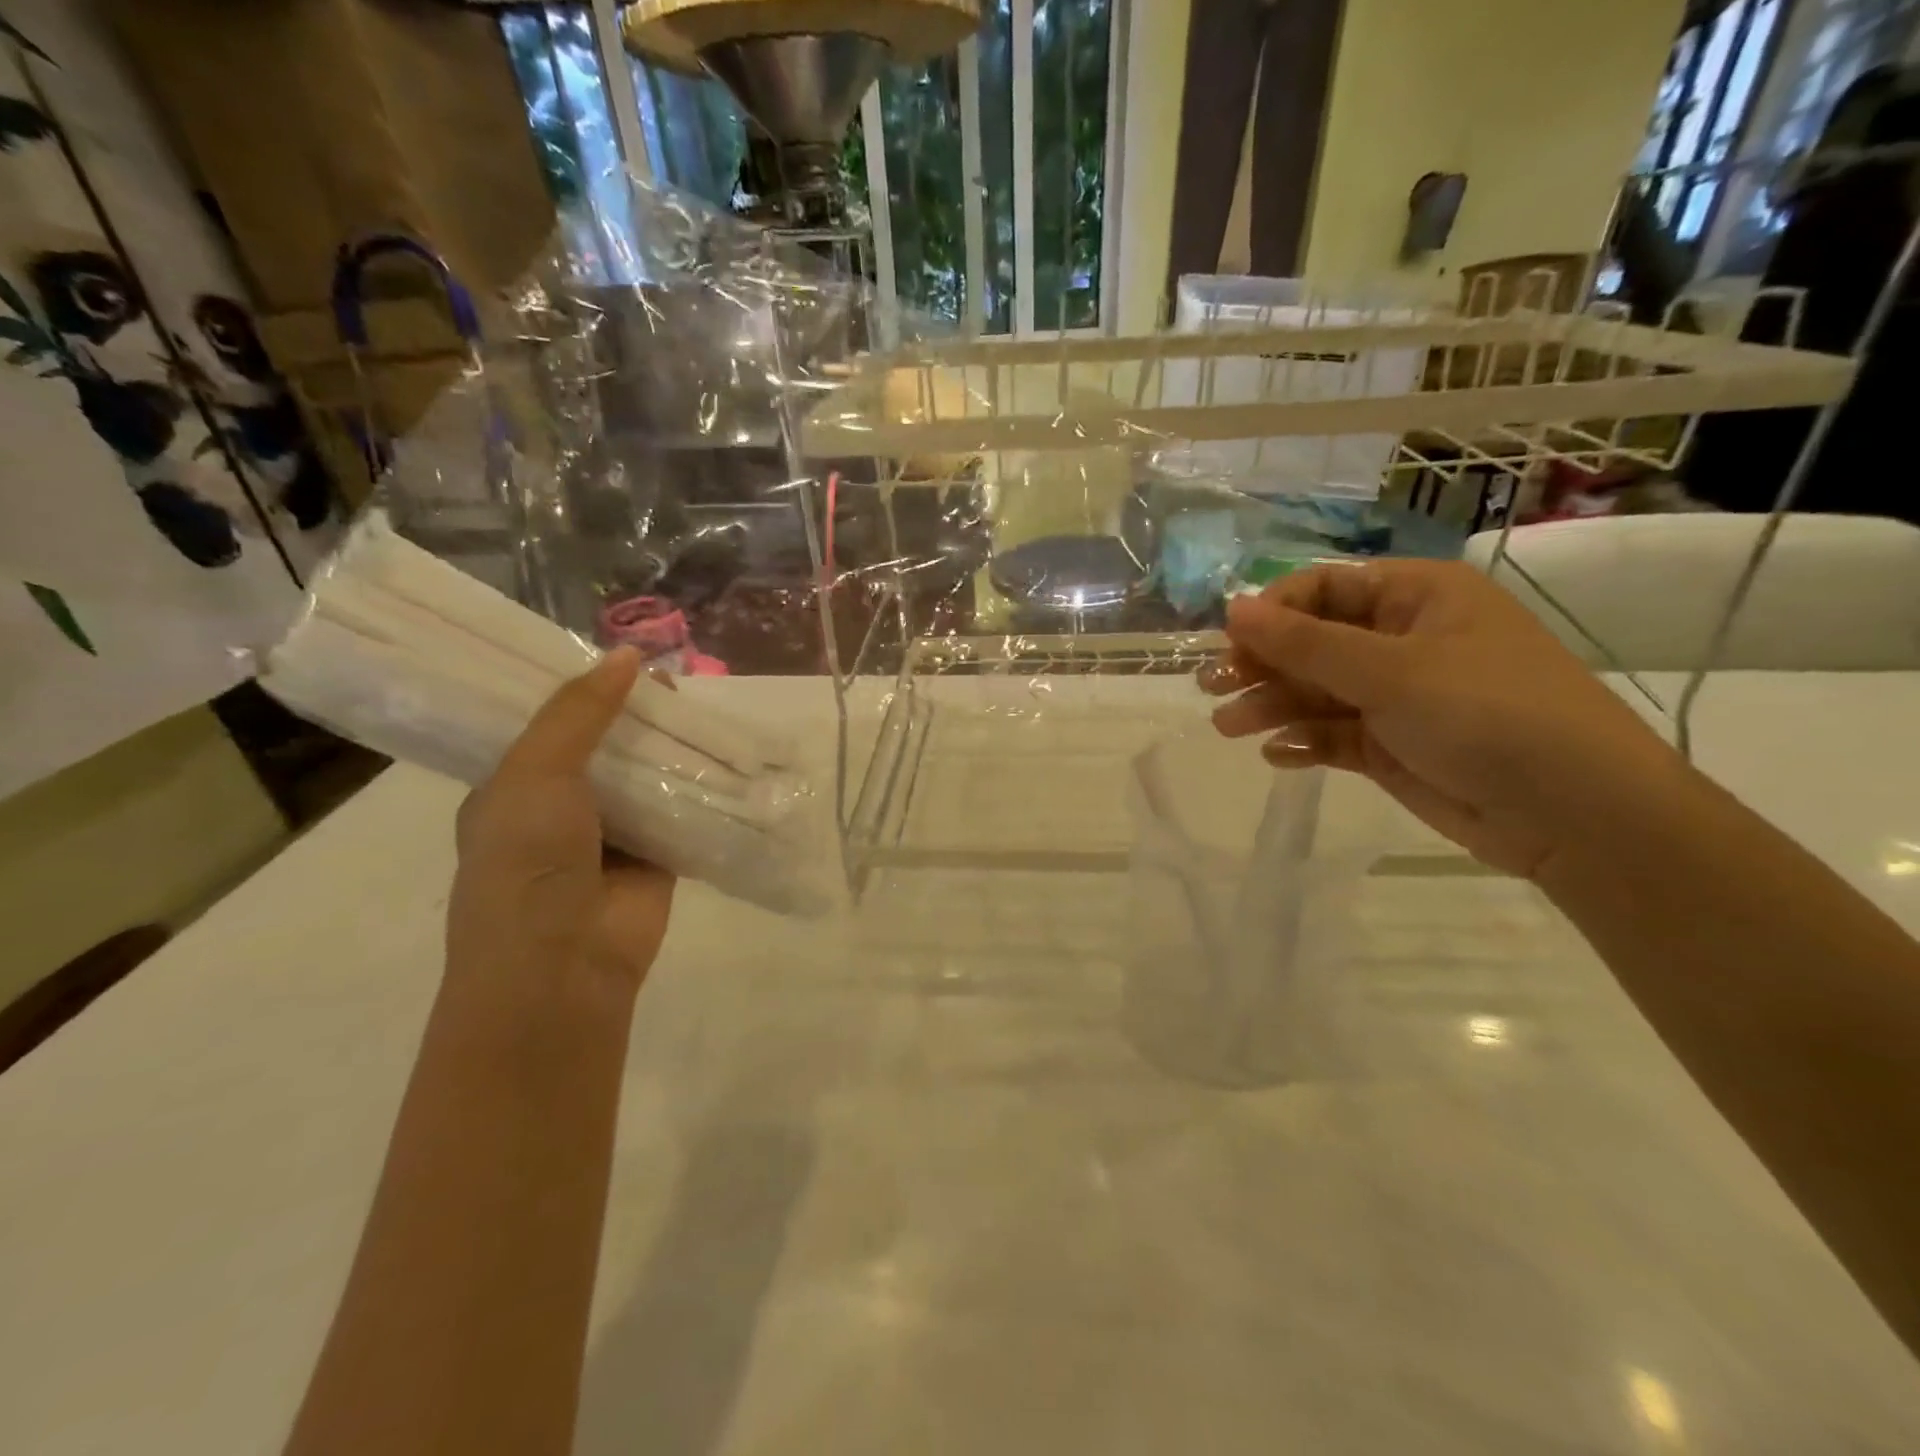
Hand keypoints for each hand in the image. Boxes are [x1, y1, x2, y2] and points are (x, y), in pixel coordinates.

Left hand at [447, 647, 674, 1003]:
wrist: (563, 965)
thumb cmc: (527, 863)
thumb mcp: (535, 774)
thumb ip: (578, 714)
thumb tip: (628, 656)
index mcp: (514, 788)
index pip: (548, 725)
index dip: (582, 691)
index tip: (620, 656)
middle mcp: (562, 809)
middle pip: (605, 746)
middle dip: (636, 715)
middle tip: (675, 676)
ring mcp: (613, 835)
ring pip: (648, 776)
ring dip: (672, 748)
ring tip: (705, 705)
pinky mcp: (660, 857)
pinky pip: (683, 811)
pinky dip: (702, 788)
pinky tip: (729, 754)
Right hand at [1201, 561, 1674, 877]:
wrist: (1574, 812)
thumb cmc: (1487, 714)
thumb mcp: (1390, 671)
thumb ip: (1305, 643)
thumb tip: (1232, 608)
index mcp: (1416, 598)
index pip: (1325, 587)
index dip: (1273, 611)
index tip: (1230, 641)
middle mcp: (1403, 640)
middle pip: (1313, 641)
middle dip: (1263, 664)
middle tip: (1212, 687)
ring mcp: (1398, 696)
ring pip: (1317, 691)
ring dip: (1272, 705)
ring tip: (1229, 727)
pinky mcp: (1392, 745)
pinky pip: (1334, 734)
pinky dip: (1304, 742)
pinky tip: (1279, 755)